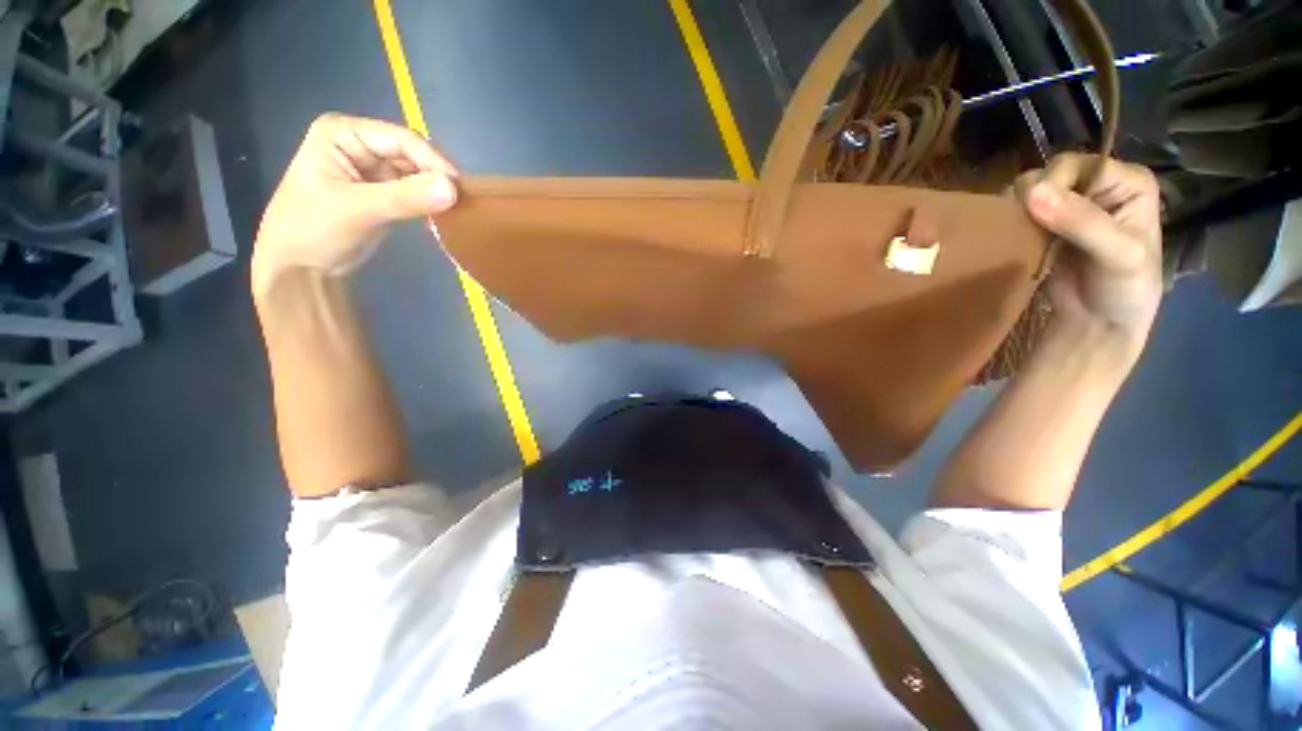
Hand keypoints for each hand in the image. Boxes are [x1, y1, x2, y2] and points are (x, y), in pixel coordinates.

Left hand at [252, 113, 458, 295]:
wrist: (301, 267)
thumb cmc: (315, 230)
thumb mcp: (359, 210)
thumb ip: (406, 197)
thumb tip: (453, 189)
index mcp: (343, 133)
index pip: (400, 139)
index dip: (432, 161)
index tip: (459, 189)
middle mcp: (359, 145)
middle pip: (411, 155)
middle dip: (435, 177)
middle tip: (461, 203)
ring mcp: (372, 169)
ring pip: (417, 174)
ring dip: (435, 191)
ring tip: (455, 211)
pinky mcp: (383, 192)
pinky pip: (414, 192)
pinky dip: (429, 203)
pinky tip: (441, 217)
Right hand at [1016, 154, 1162, 359]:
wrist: (1099, 323)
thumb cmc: (1124, 290)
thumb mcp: (1117, 255)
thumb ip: (1081, 222)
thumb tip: (1033, 192)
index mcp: (1127, 181)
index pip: (1077, 164)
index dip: (1055, 184)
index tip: (1041, 216)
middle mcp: (1098, 184)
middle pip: (1049, 173)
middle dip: (1034, 200)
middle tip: (1034, 231)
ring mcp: (1068, 205)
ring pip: (1028, 192)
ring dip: (1018, 213)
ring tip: (1025, 239)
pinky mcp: (1043, 225)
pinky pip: (1017, 212)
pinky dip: (1010, 223)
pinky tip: (1015, 241)